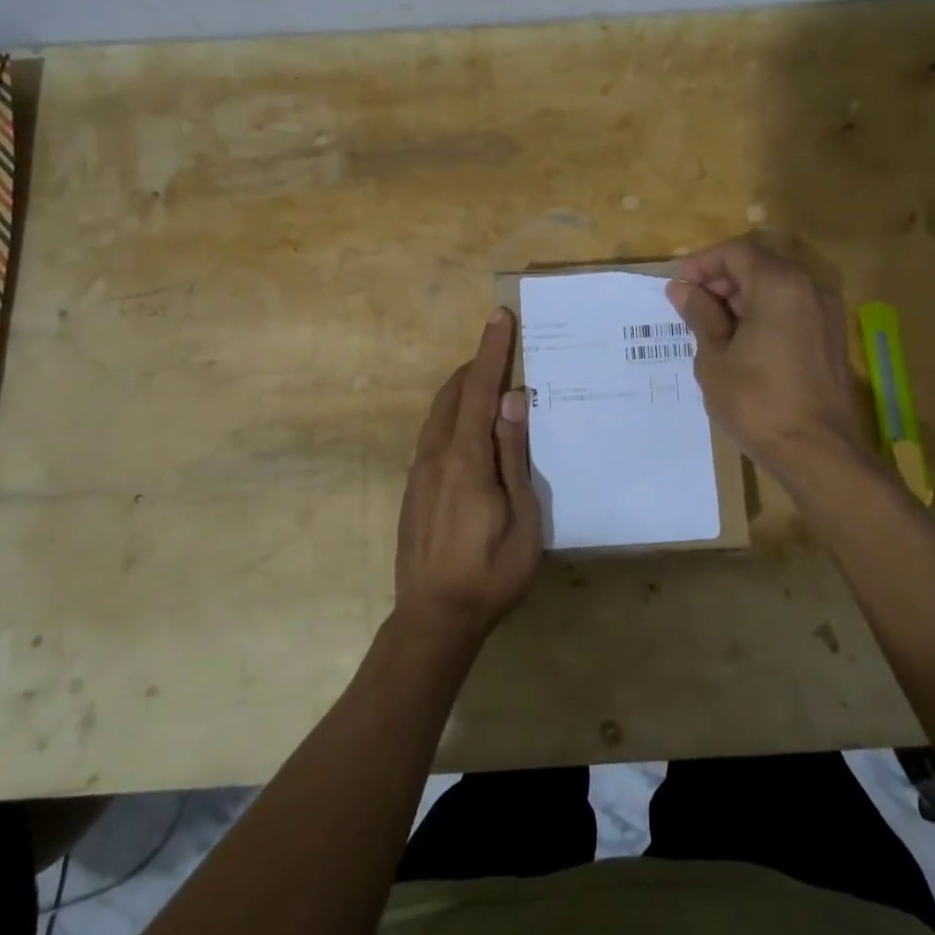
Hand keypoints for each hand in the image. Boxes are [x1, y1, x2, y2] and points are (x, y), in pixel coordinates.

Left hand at [394, 308, 542, 639]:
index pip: (480, 390)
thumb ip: (514, 455)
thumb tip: (514, 399)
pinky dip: (452, 414)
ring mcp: (418, 473)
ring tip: (486, 379)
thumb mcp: (522, 516)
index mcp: (465, 459)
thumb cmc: (491, 570)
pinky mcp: (413, 489)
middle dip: (476, 365)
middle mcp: (435, 455)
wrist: (434, 617)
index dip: (490, 352)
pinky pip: (432, 435)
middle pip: (453, 394)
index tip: (498, 317)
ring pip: (438, 414)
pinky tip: (467, 427)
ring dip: (462, 389)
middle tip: (499, 345)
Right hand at [665, 235, 864, 471]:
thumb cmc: (756, 402)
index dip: (703, 264)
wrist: (817, 451)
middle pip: (760, 265)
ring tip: (711, 329)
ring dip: (742, 298)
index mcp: (780, 285)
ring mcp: (826, 313)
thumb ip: (700, 315)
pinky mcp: (831, 337)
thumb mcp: (714, 358)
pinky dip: (764, 314)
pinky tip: (741, 344)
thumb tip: (681, 289)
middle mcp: (809, 288)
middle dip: (722, 279)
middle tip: (691, 308)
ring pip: (777, 287)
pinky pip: (792, 309)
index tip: (678, 287)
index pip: (737, 252)